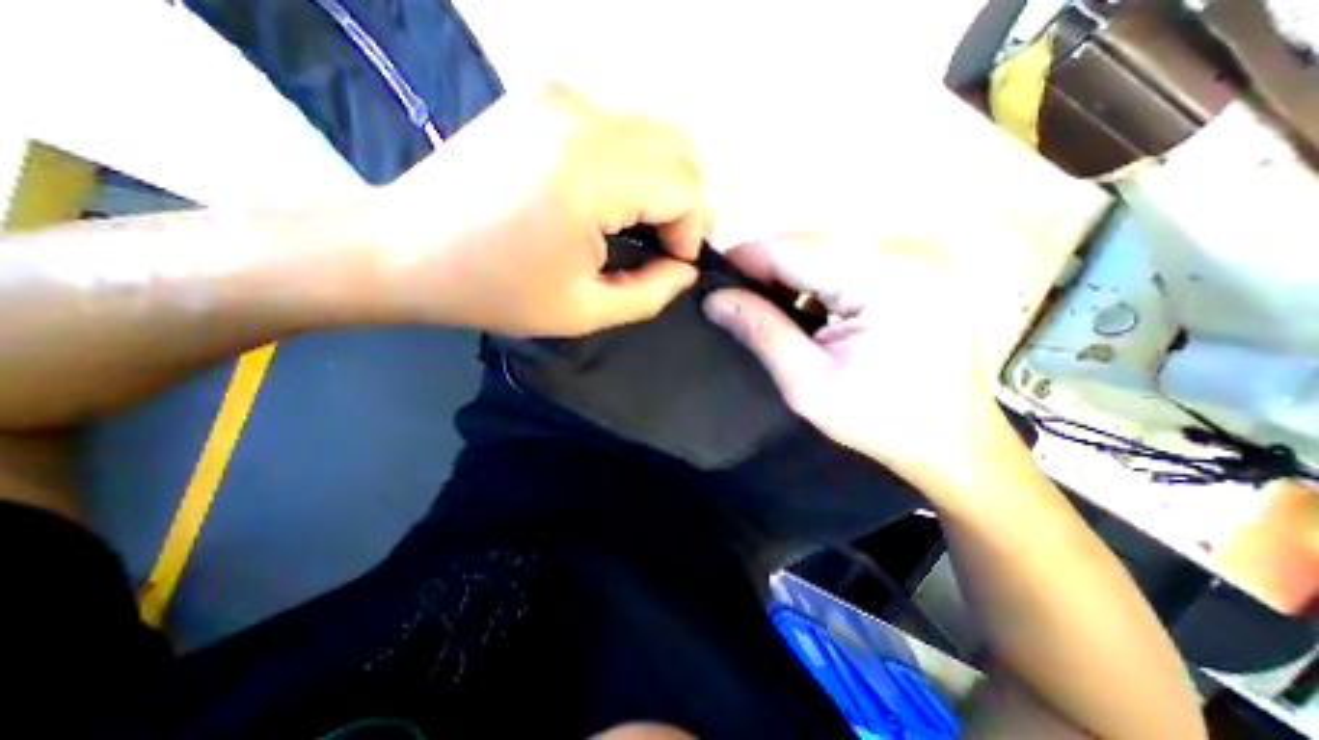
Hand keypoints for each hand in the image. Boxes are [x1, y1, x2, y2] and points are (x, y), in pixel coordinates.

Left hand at [359, 81, 709, 336]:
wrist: (402, 248)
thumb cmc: (494, 290)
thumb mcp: (585, 311)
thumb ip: (652, 293)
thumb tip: (686, 269)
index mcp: (590, 174)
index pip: (686, 186)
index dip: (692, 231)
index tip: (671, 264)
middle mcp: (582, 116)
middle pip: (681, 151)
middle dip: (687, 205)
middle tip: (665, 246)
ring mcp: (560, 97)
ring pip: (656, 134)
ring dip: (664, 183)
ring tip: (642, 225)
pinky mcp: (544, 97)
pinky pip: (621, 126)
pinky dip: (635, 164)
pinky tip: (611, 198)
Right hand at [711, 235, 999, 493]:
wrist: (954, 442)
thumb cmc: (881, 421)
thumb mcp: (808, 383)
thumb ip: (761, 332)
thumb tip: (715, 298)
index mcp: (886, 280)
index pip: (795, 250)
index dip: (746, 258)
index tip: (712, 278)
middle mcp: (906, 252)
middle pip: (812, 244)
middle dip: (766, 269)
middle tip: (733, 299)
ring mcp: (915, 257)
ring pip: (827, 251)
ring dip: (790, 276)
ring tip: (764, 308)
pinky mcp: (914, 269)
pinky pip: (848, 262)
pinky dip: (816, 282)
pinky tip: (803, 310)